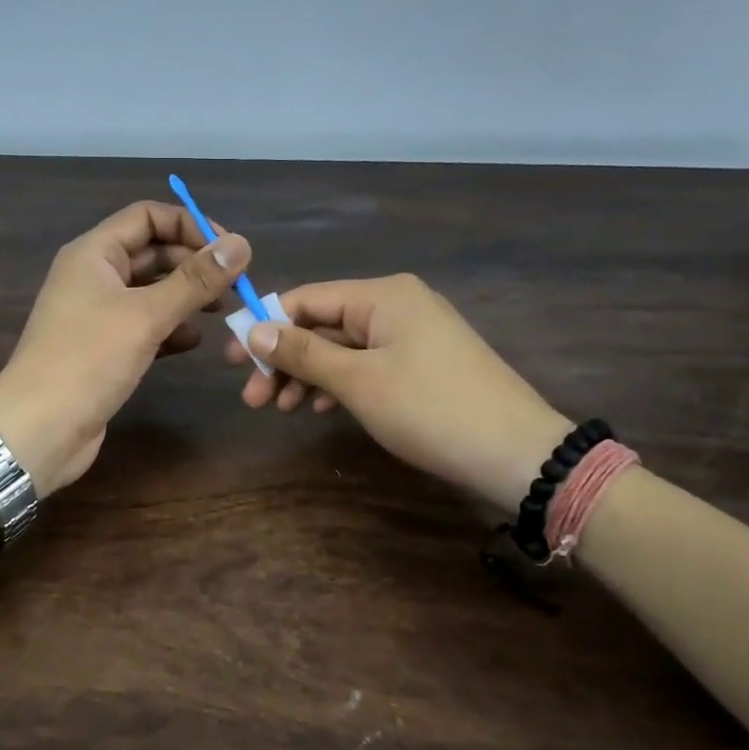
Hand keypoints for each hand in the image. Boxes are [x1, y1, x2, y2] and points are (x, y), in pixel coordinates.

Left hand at [0, 202, 249, 493]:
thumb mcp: (146, 314)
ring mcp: (97, 314)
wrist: (39, 429)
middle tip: (236, 285)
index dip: (190, 225)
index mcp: (94, 253)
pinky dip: (171, 329)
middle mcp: (94, 276)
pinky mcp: (104, 349)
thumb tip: (241, 244)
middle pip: (152, 253)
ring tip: (222, 311)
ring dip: (187, 297)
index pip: (147, 217)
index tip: (230, 251)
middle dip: (194, 264)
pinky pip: (145, 326)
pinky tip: (193, 341)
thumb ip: (195, 280)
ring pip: (151, 291)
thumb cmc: (88, 359)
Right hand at [225, 274, 570, 509]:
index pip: (307, 299)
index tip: (232, 361)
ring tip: (278, 410)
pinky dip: (338, 385)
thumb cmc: (430, 409)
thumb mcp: (358, 381)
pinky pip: (366, 365)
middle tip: (252, 399)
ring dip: (307, 376)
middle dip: (284, 360)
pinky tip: (316, 408)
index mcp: (383, 295)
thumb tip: (254, 330)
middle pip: (323, 325)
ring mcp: (412, 336)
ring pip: (342, 349)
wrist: (517, 454)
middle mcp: (397, 305)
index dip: (265, 326)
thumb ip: (303, 353)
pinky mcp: (422, 366)